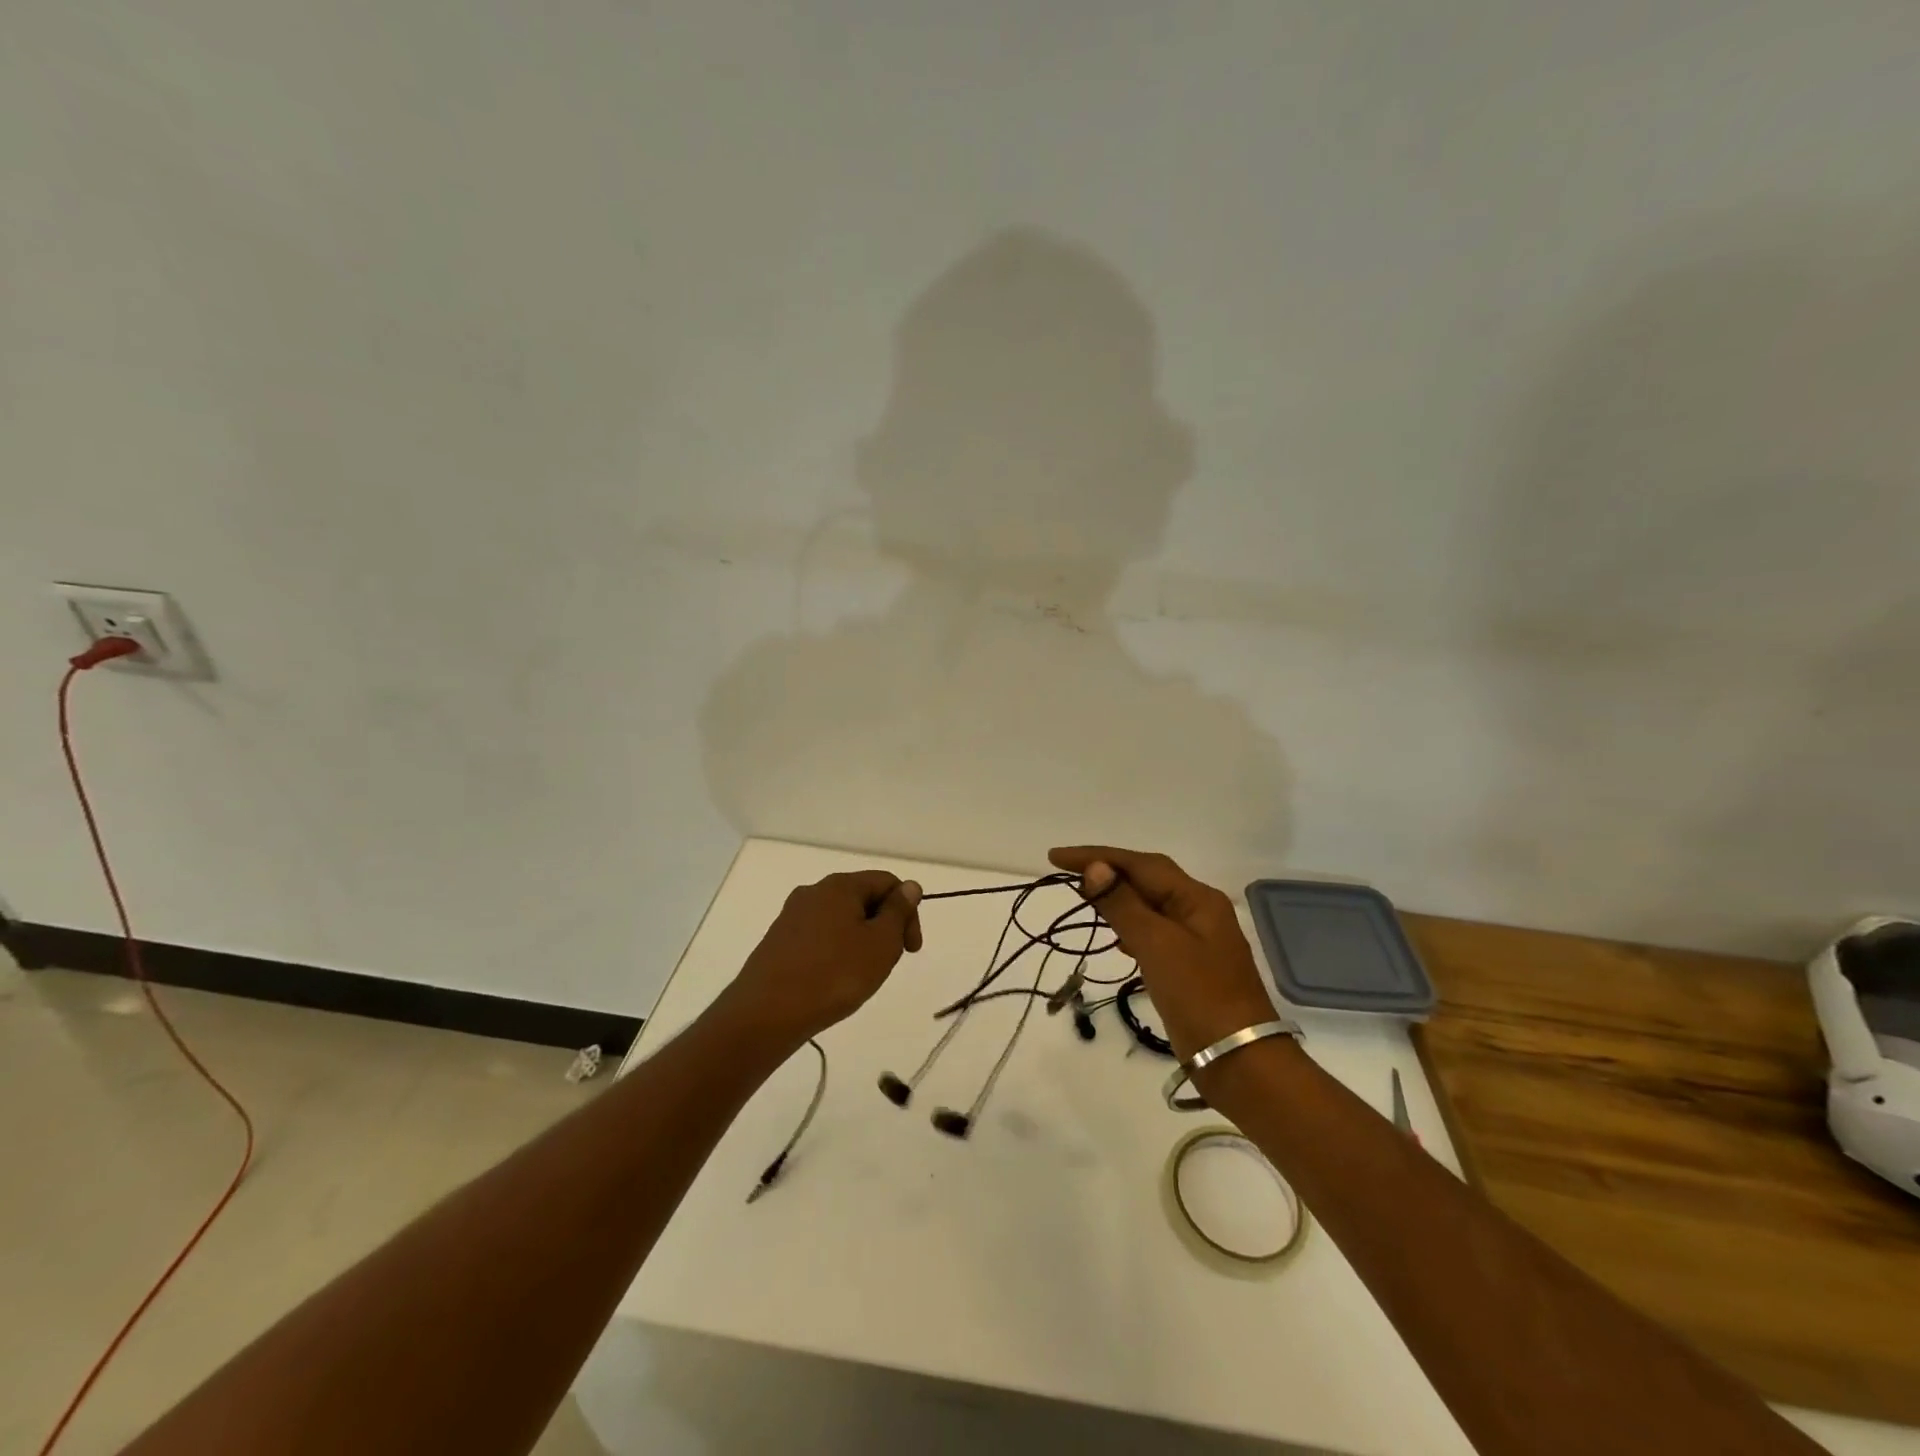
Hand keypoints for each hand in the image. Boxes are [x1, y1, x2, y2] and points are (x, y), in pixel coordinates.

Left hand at [718, 870, 923, 1048]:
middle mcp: (813, 892)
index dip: (908, 911)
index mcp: (840, 885)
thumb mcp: (881, 943)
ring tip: (860, 976)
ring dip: (860, 940)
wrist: (766, 1014)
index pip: (887, 882)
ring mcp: (791, 916)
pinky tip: (833, 981)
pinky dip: (835, 952)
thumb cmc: (834, 975)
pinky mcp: (778, 941)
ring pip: (840, 919)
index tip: (911, 949)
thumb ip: (898, 911)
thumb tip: (909, 886)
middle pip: (863, 898)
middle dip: (883, 926)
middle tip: (888, 963)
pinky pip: (819, 937)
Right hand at [1049, 846, 1276, 1062]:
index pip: (1140, 864)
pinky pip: (1154, 933)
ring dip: (1117, 899)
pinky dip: (1130, 928)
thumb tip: (1095, 868)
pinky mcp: (1190, 967)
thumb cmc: (1199, 997)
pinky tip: (1117, 940)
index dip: (1097, 856)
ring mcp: (1197, 940)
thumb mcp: (1156, 945)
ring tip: (1085, 899)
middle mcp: (1199, 911)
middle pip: (1148, 879)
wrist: (1241, 1062)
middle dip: (1108, 872)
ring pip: (1150, 906)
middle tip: (1066, 874)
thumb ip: (1123, 904)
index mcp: (1197, 898)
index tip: (1055, 858)